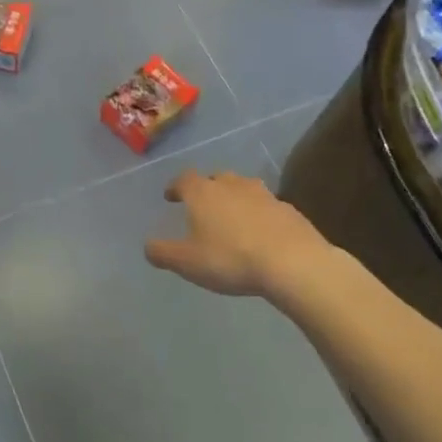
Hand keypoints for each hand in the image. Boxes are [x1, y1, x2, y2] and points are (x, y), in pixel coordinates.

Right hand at [144, 169, 331, 297]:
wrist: (293, 263)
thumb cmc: (230, 259)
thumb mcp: (187, 262)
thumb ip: (162, 253)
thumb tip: (148, 246)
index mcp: (203, 193)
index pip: (184, 179)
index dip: (175, 186)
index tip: (170, 197)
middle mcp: (232, 185)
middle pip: (216, 178)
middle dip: (207, 189)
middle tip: (202, 206)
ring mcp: (264, 195)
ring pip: (244, 189)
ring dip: (235, 199)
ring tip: (232, 217)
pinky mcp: (289, 210)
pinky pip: (267, 207)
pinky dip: (259, 215)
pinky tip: (261, 234)